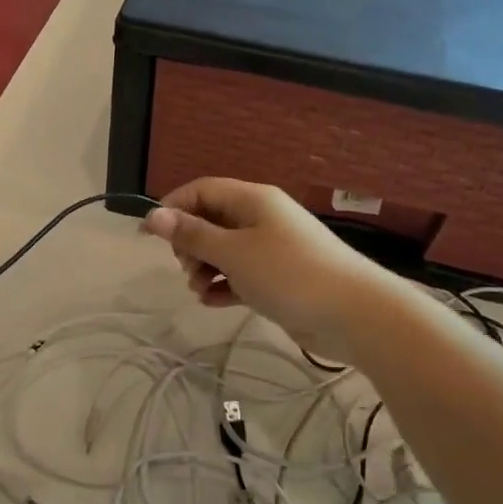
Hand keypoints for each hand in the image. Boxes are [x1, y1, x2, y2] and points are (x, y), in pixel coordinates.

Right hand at [141, 178, 385, 360]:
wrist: (352, 313)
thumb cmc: (288, 273)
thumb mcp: (233, 252)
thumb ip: (192, 234)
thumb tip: (154, 215)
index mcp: (253, 200)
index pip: (202, 190)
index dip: (173, 207)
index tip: (149, 235)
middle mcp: (262, 218)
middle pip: (211, 220)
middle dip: (190, 243)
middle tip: (186, 268)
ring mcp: (272, 248)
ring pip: (224, 250)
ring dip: (205, 267)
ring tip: (200, 289)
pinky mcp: (278, 278)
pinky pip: (240, 274)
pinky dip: (224, 284)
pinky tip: (213, 302)